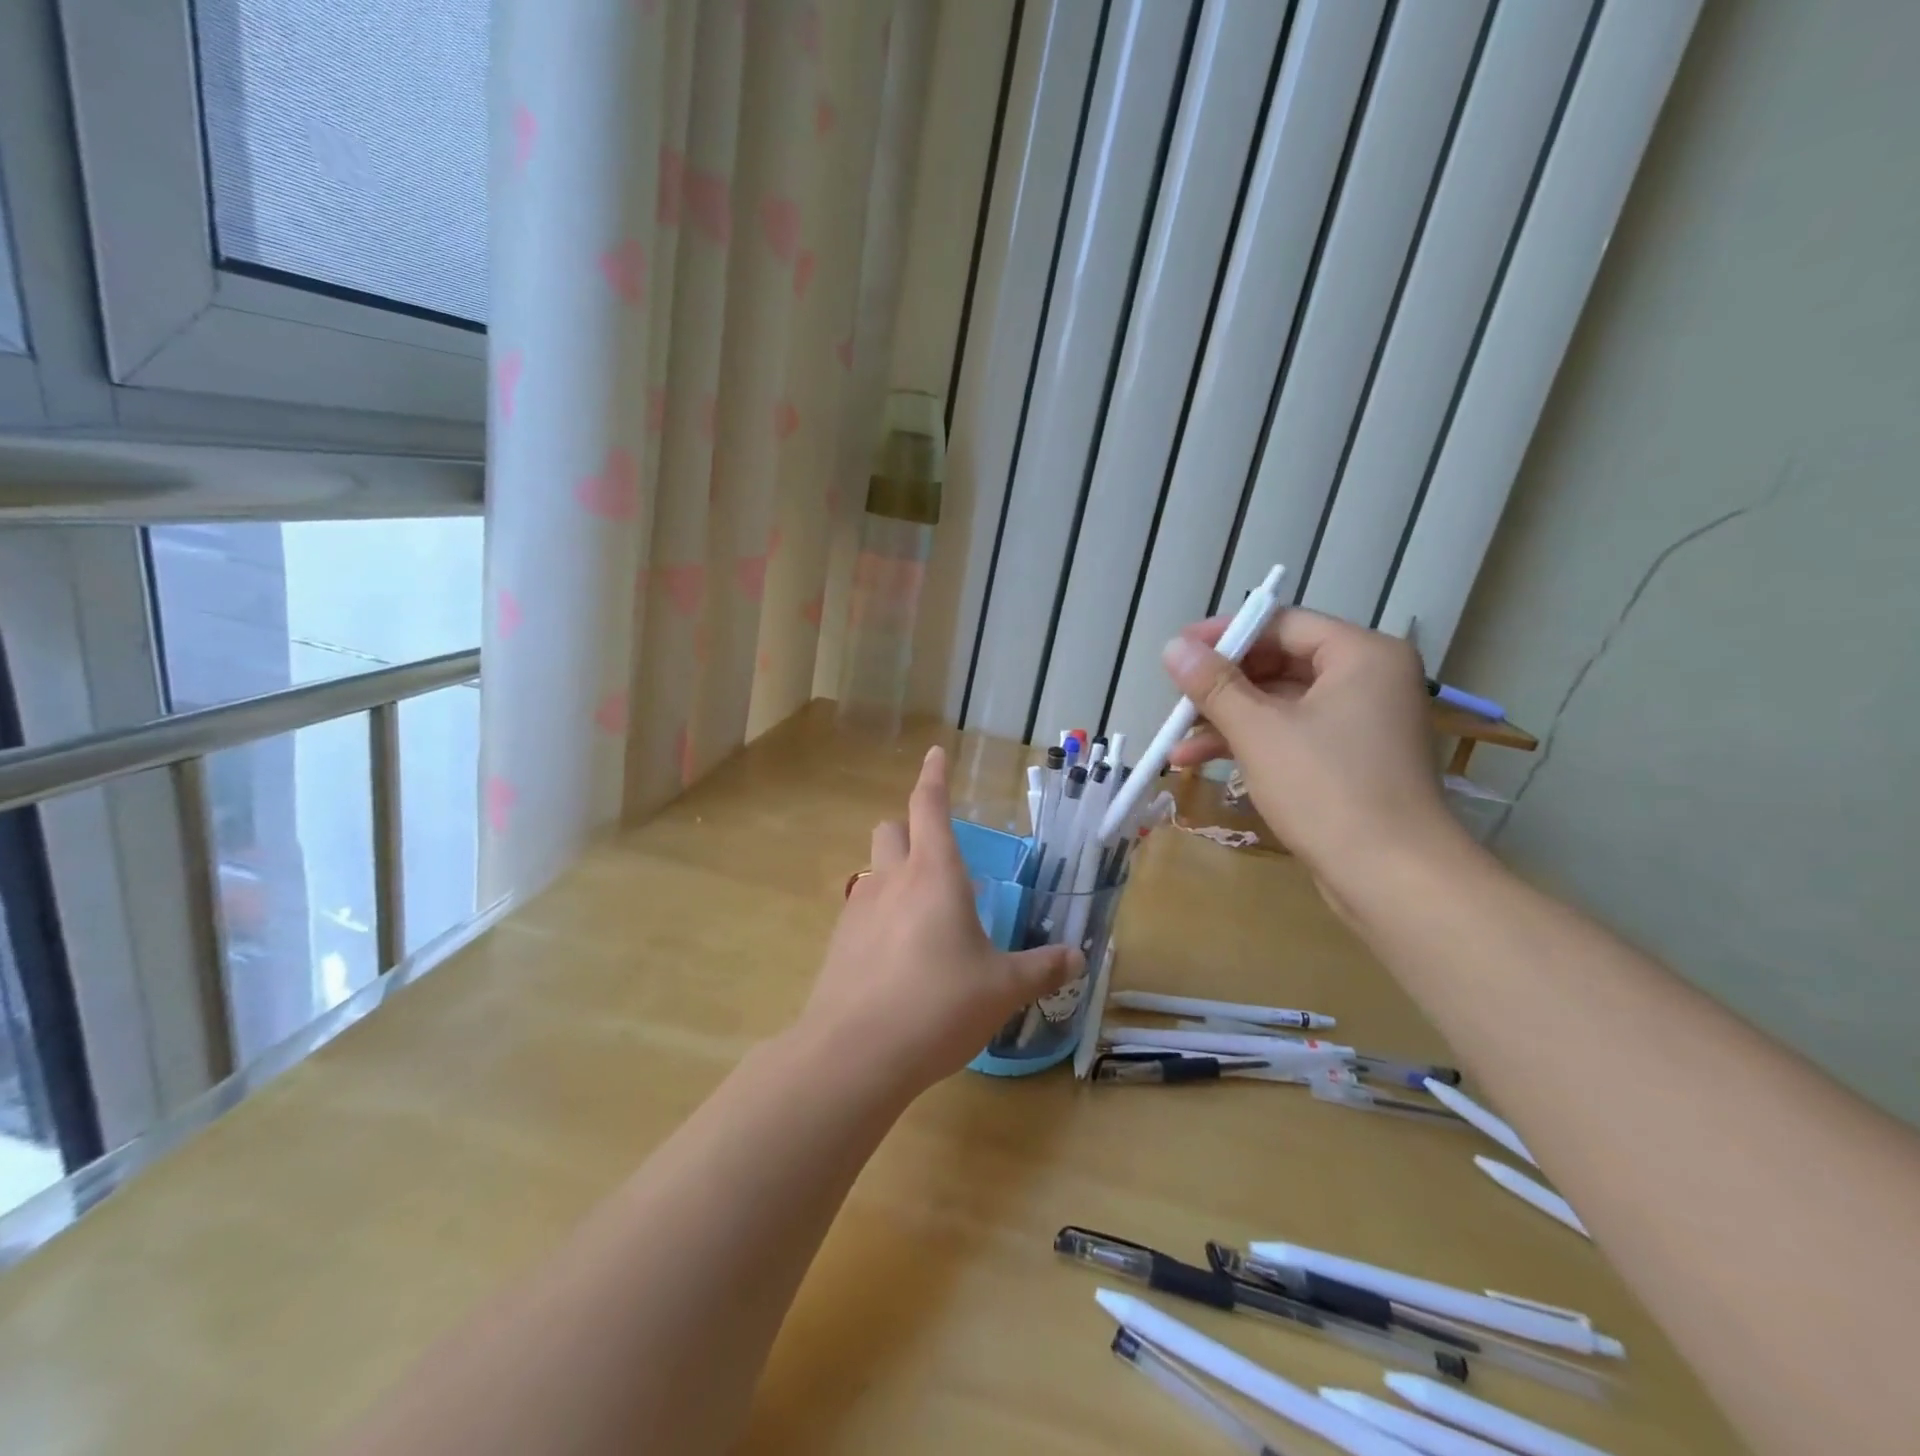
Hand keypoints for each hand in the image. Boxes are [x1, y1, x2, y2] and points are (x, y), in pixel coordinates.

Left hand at [800, 746, 1080, 1097]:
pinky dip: (880, 915)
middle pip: (891, 829)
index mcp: (935, 874)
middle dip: (910, 829)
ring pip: (874, 869)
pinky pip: (861, 911)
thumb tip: (1077, 957)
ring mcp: (858, 910)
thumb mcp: (1002, 988)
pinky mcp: (838, 944)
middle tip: (938, 857)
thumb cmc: (939, 1005)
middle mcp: (892, 880)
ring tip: (923, 915)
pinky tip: (897, 957)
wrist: (856, 1054)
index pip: (929, 806)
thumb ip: (1041, 968)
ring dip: (895, 874)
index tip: (935, 753)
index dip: (934, 776)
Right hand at [1159, 609, 1462, 888]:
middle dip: (1222, 685)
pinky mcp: (1350, 760)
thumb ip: (1214, 684)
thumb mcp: (1259, 731)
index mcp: (1361, 655)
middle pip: (1280, 663)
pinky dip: (1249, 743)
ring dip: (1226, 719)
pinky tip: (1199, 762)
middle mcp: (1368, 679)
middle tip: (1176, 699)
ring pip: (1280, 703)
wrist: (1393, 878)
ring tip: (1174, 740)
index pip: (1283, 624)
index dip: (1226, 634)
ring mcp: (1361, 722)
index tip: (1179, 652)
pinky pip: (1292, 734)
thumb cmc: (1327, 790)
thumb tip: (1174, 647)